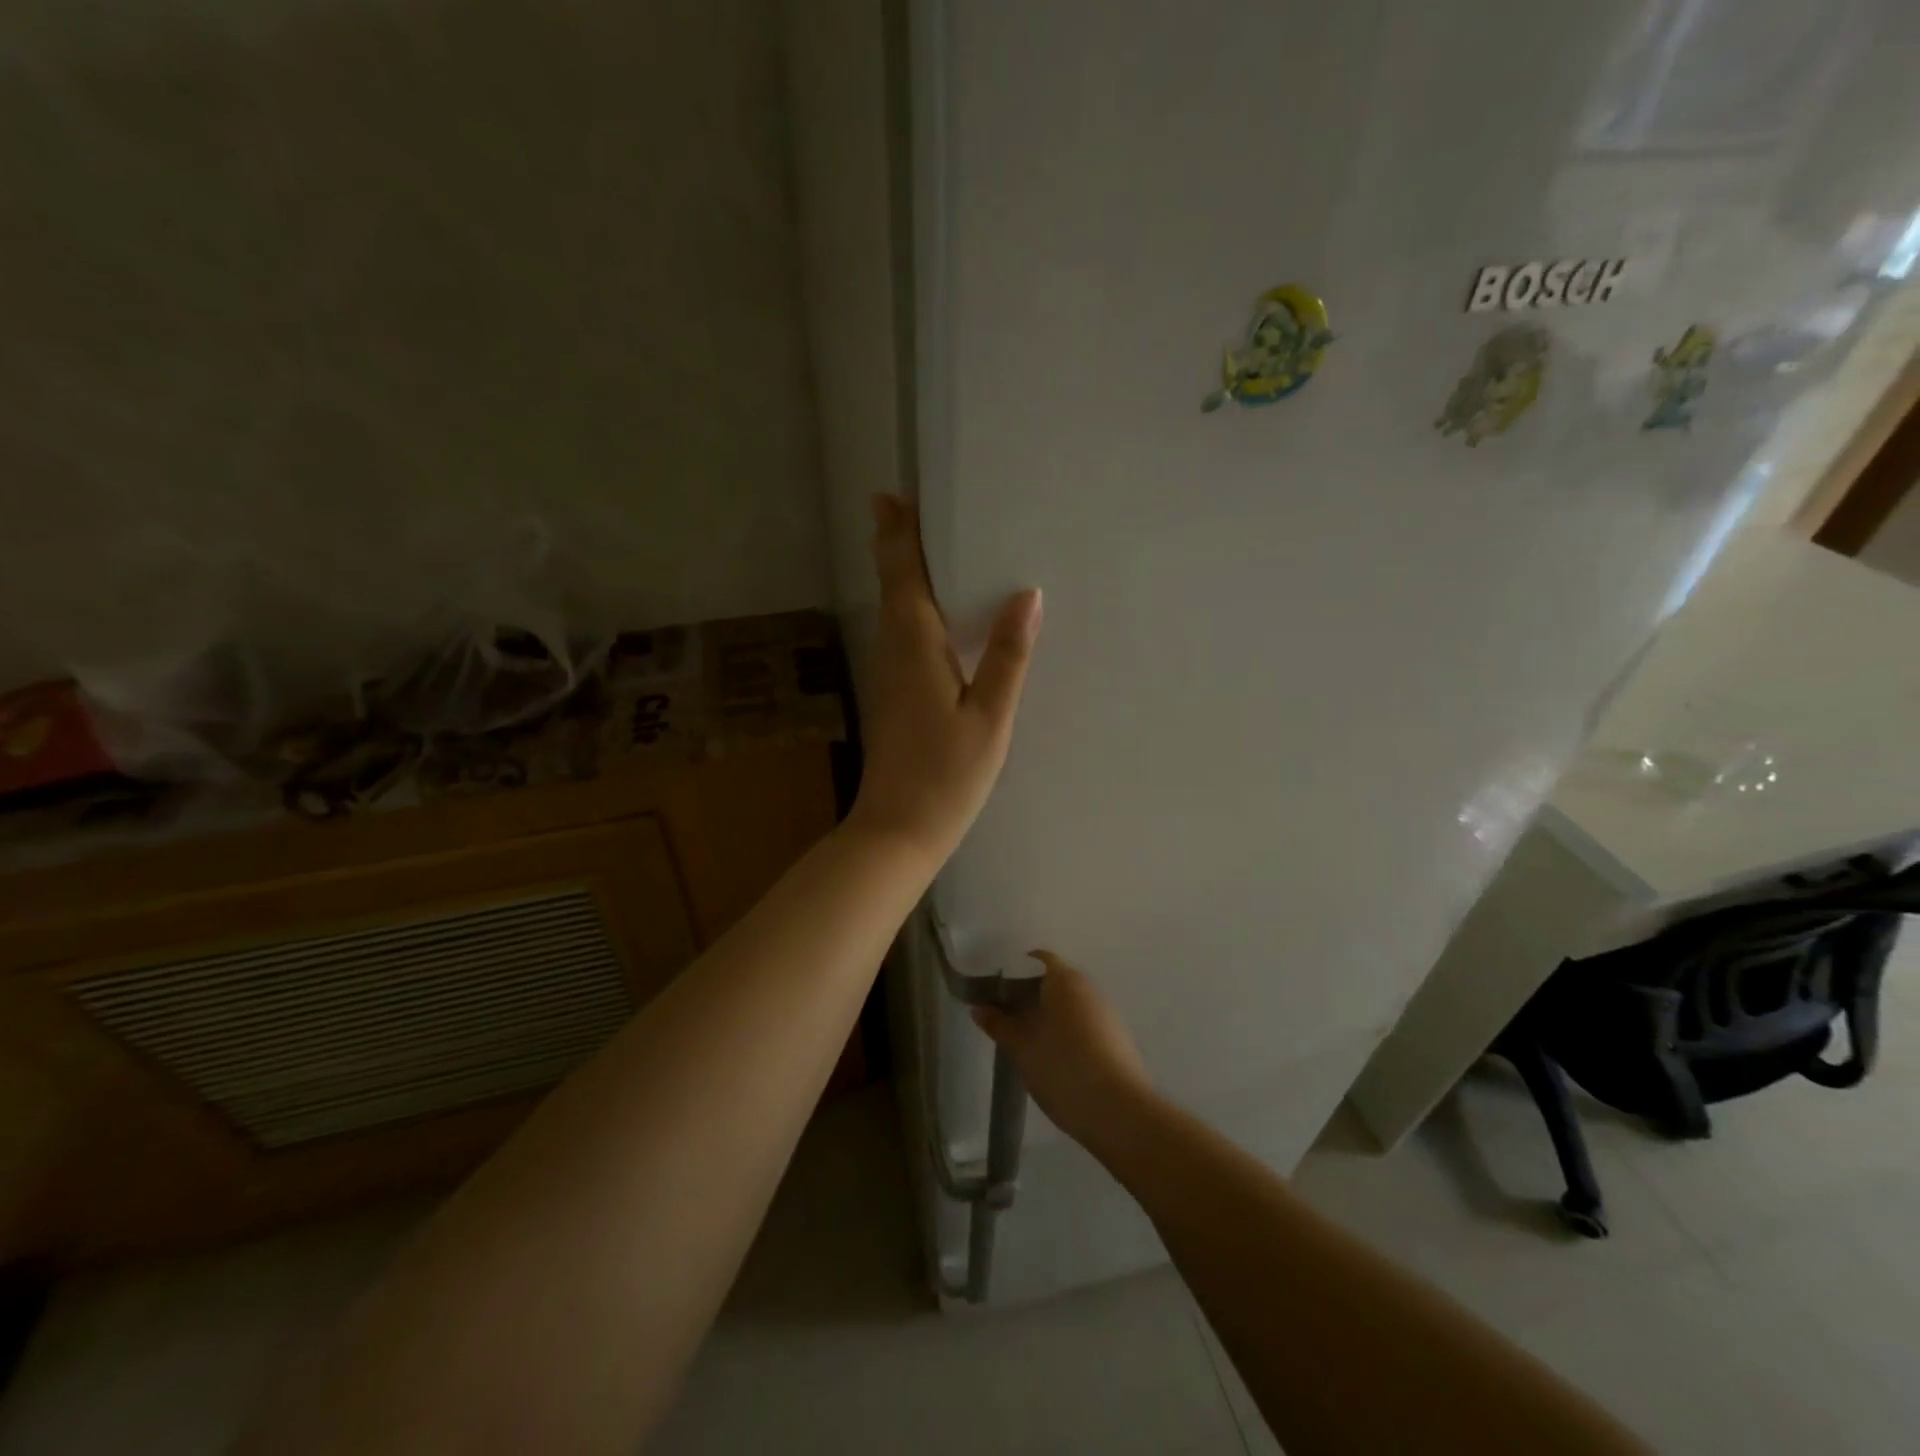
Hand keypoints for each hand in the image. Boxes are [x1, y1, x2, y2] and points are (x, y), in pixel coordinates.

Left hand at [848, 495, 1041, 862]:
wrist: (898, 830)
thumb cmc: (947, 775)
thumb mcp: (990, 716)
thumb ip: (1008, 655)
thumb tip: (1027, 594)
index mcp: (914, 646)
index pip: (903, 576)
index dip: (898, 534)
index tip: (891, 496)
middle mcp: (893, 651)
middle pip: (892, 586)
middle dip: (894, 544)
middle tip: (903, 504)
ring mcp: (888, 675)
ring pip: (892, 610)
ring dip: (900, 573)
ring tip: (918, 543)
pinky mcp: (892, 695)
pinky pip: (899, 634)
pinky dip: (909, 607)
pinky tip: (930, 612)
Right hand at [972, 952, 1154, 1152]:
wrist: (1120, 1112)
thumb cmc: (1063, 1068)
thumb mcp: (1021, 1047)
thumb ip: (999, 1024)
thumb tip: (979, 1008)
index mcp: (1065, 979)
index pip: (1036, 959)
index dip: (1012, 970)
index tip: (992, 989)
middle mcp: (1089, 988)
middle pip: (1053, 981)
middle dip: (1027, 995)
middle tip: (1003, 1016)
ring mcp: (1106, 1013)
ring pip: (1069, 1004)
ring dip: (1047, 1015)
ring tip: (1024, 1039)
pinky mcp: (1116, 1039)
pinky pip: (1083, 1023)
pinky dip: (1065, 1031)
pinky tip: (1052, 1057)